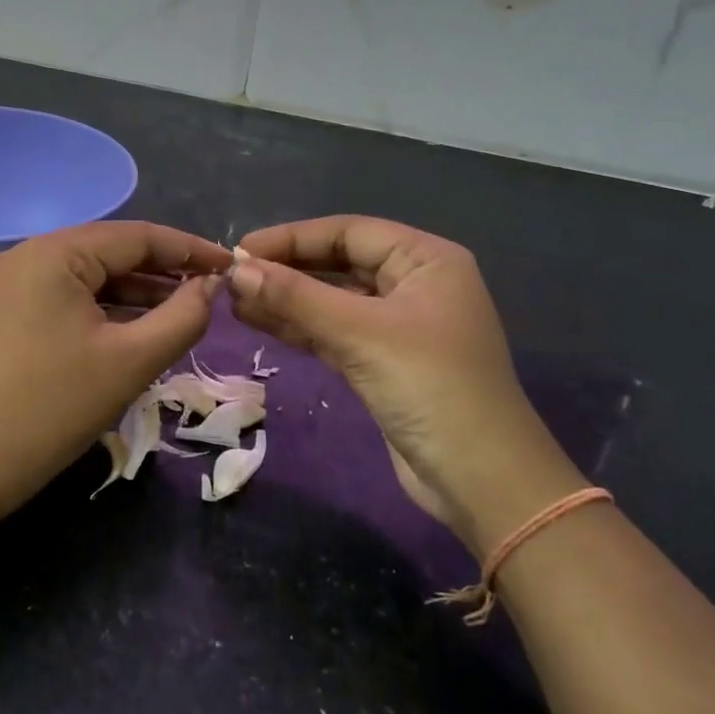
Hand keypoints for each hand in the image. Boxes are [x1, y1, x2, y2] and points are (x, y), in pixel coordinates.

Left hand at [0, 221, 232, 509]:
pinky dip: (108, 309)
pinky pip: (70, 297)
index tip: (233, 266)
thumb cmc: (54, 407)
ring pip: (92, 276)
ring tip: (186, 310)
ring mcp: (14, 283)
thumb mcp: (132, 361)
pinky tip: (140, 327)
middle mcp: (30, 255)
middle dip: (165, 271)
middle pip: (113, 251)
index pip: (138, 237)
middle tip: (213, 291)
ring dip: (138, 291)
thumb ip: (183, 317)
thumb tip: (211, 287)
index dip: (190, 250)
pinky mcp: (9, 312)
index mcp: (55, 253)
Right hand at [228, 216, 584, 555]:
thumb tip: (236, 271)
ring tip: (234, 301)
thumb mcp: (360, 334)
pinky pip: (335, 332)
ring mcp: (399, 325)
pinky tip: (259, 323)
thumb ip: (296, 298)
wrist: (481, 481)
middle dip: (287, 270)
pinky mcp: (384, 362)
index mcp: (425, 259)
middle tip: (232, 279)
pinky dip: (300, 328)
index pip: (348, 232)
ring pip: (333, 300)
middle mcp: (414, 284)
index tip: (240, 250)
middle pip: (339, 263)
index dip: (292, 238)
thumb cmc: (430, 387)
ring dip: (287, 300)